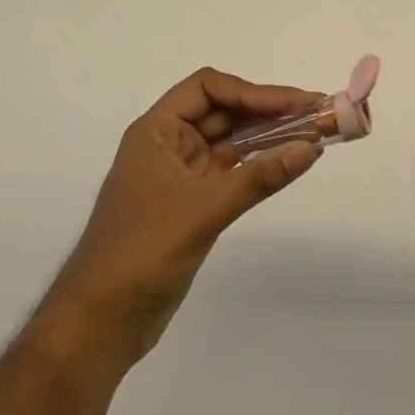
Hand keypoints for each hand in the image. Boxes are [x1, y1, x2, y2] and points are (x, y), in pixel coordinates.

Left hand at [63, 68, 324, 364]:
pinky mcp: (192, 204)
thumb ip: (258, 178)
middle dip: (267, 110)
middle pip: (223, 111)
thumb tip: (311, 147)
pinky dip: (259, 164)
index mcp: (156, 132)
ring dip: (267, 136)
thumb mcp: (202, 210)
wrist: (100, 324)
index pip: (207, 89)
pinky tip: (287, 163)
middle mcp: (168, 145)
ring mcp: (181, 175)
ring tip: (311, 133)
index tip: (294, 103)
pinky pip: (232, 170)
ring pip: (230, 141)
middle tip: (315, 113)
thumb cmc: (140, 253)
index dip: (251, 92)